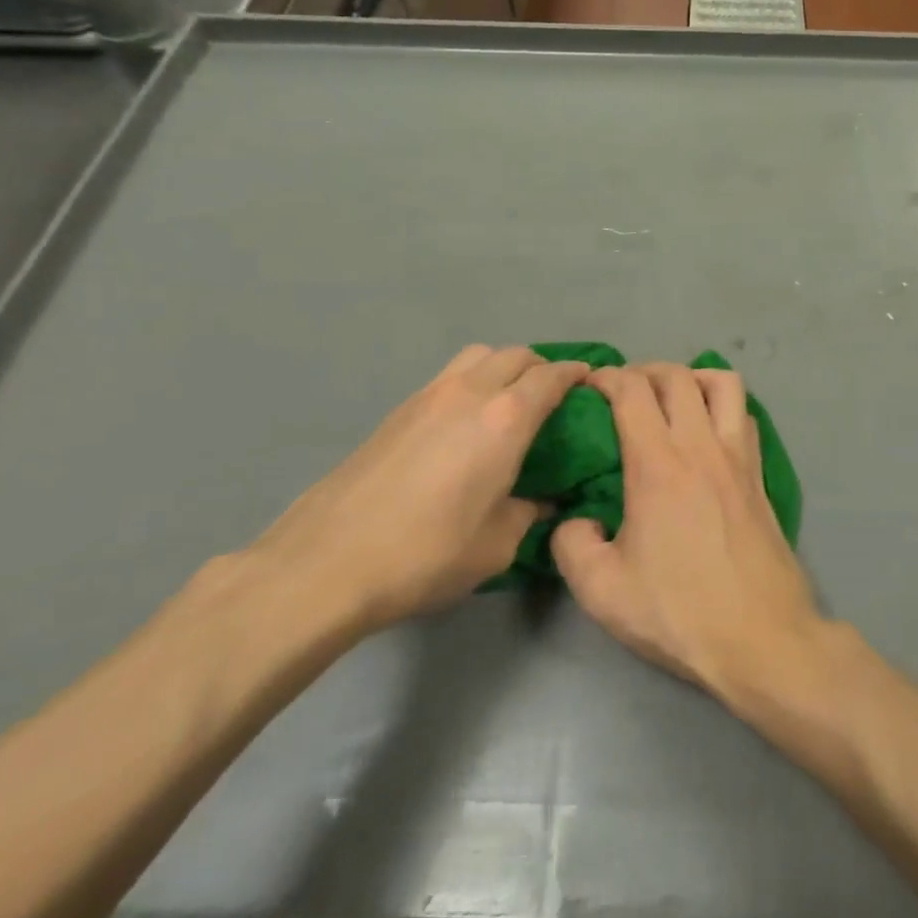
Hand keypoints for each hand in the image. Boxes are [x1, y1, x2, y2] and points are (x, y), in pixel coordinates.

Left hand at [251, 345, 588, 634]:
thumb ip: (528, 513)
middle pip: (515, 354)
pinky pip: (448, 377)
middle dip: (541, 366)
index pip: (551, 377)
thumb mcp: (497, 545)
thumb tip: (541, 500)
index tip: (590, 381)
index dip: (575, 374)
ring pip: (477, 356)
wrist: (327, 562)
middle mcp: (469, 393)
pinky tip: (465, 422)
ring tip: (508, 400)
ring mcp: (427, 396)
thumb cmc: (426, 554)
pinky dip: (470, 382)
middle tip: (553, 396)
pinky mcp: (397, 411)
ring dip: (502, 366)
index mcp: (505, 419)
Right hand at [551, 363, 821, 702]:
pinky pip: (743, 415)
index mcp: (659, 464)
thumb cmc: (680, 613)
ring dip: (691, 378)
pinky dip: (721, 405)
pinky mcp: (760, 475)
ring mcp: (739, 457)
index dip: (606, 378)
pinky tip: (706, 432)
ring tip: (670, 400)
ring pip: (722, 383)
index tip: (588, 387)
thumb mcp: (601, 590)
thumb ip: (571, 544)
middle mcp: (702, 446)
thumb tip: (578, 519)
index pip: (632, 390)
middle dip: (643, 371)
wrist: (763, 639)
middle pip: (676, 376)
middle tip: (623, 394)